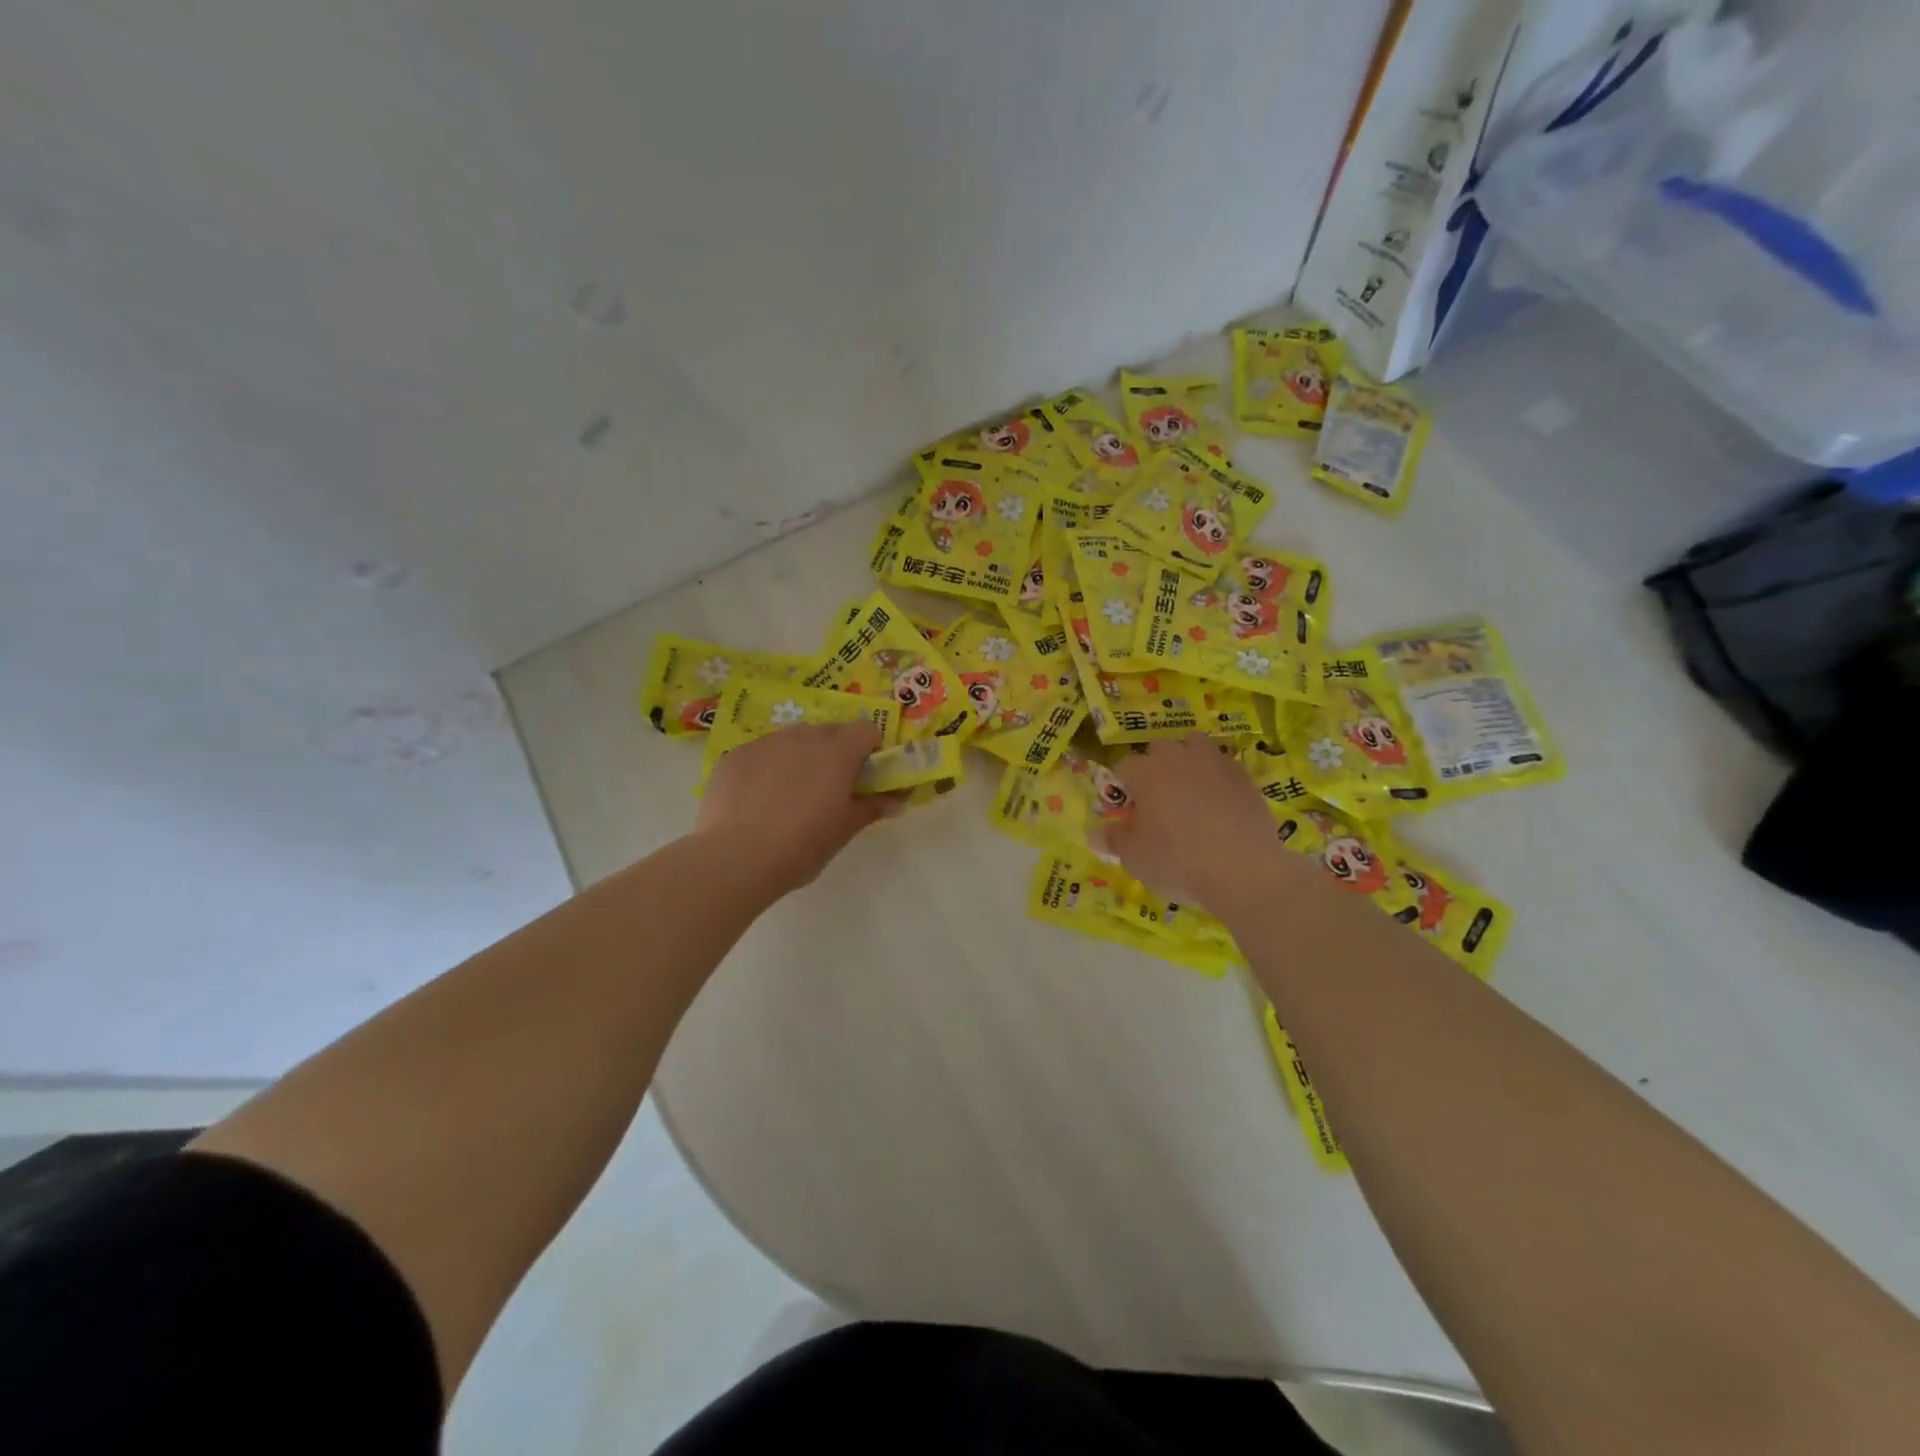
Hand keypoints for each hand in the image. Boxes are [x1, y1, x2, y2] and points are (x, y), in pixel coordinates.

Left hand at [695, 721, 892, 897]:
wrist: (736, 857)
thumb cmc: (802, 844)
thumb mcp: (844, 830)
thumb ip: (872, 808)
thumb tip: (897, 801)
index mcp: (837, 751)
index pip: (866, 730)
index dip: (869, 749)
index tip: (863, 776)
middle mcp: (803, 736)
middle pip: (829, 732)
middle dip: (835, 753)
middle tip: (828, 789)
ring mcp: (765, 743)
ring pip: (792, 740)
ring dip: (799, 758)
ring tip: (788, 796)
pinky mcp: (734, 756)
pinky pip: (761, 753)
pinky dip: (766, 768)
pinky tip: (757, 801)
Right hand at [1099, 734, 1298, 914]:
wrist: (1244, 870)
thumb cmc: (1178, 861)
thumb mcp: (1135, 857)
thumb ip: (1113, 839)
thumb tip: (1094, 832)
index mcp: (1146, 772)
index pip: (1124, 766)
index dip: (1123, 788)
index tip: (1129, 812)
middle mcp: (1179, 757)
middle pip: (1159, 749)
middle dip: (1154, 768)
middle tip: (1158, 802)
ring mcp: (1215, 762)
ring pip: (1194, 747)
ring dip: (1187, 762)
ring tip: (1189, 794)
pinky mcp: (1244, 776)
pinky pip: (1222, 767)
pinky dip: (1216, 778)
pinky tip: (1219, 805)